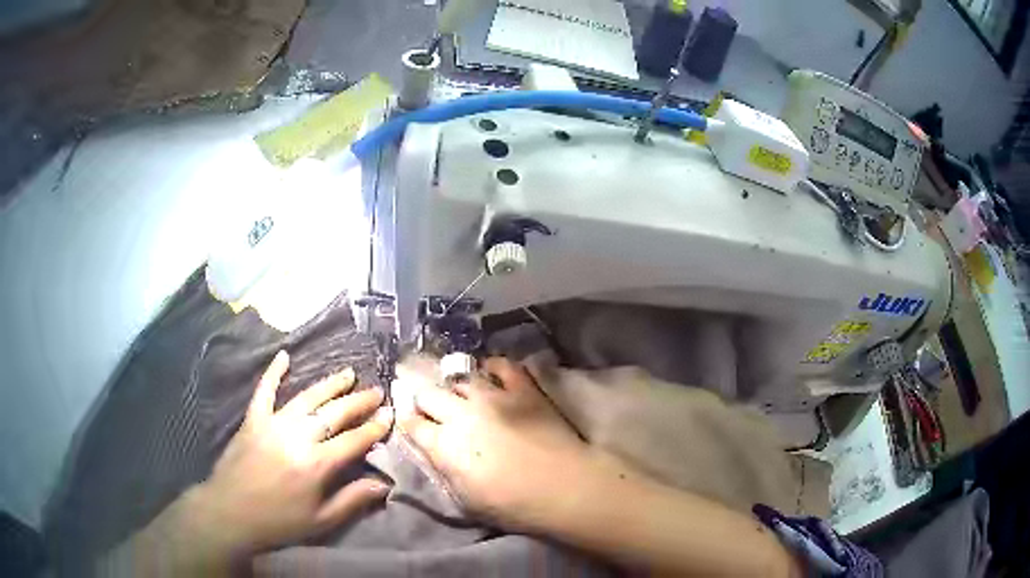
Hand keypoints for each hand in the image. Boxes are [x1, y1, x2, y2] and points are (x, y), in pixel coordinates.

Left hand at [197, 350, 393, 553]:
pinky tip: (284, 356)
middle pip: (334, 414)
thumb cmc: (279, 521)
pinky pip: (264, 391)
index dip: (374, 428)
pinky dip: (273, 373)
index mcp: (317, 464)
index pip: (353, 440)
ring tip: (348, 373)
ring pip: (307, 398)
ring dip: (329, 385)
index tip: (390, 415)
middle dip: (358, 402)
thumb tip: (384, 485)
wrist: (230, 512)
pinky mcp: (253, 420)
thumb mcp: (321, 521)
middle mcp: (298, 437)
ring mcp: (273, 424)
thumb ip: (353, 500)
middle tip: (377, 391)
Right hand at [401, 357, 593, 531]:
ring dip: (456, 386)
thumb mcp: (466, 500)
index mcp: (445, 445)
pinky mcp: (523, 389)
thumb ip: (446, 470)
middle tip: (432, 407)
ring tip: (461, 393)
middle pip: (429, 394)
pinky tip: (491, 374)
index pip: (414, 425)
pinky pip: (502, 366)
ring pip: (461, 378)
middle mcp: (461, 414)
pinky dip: (493, 368)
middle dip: (425, 400)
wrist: (563, 487)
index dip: (409, 422)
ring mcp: (493, 396)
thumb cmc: (513, 504)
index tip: (412, 423)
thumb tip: (436, 452)